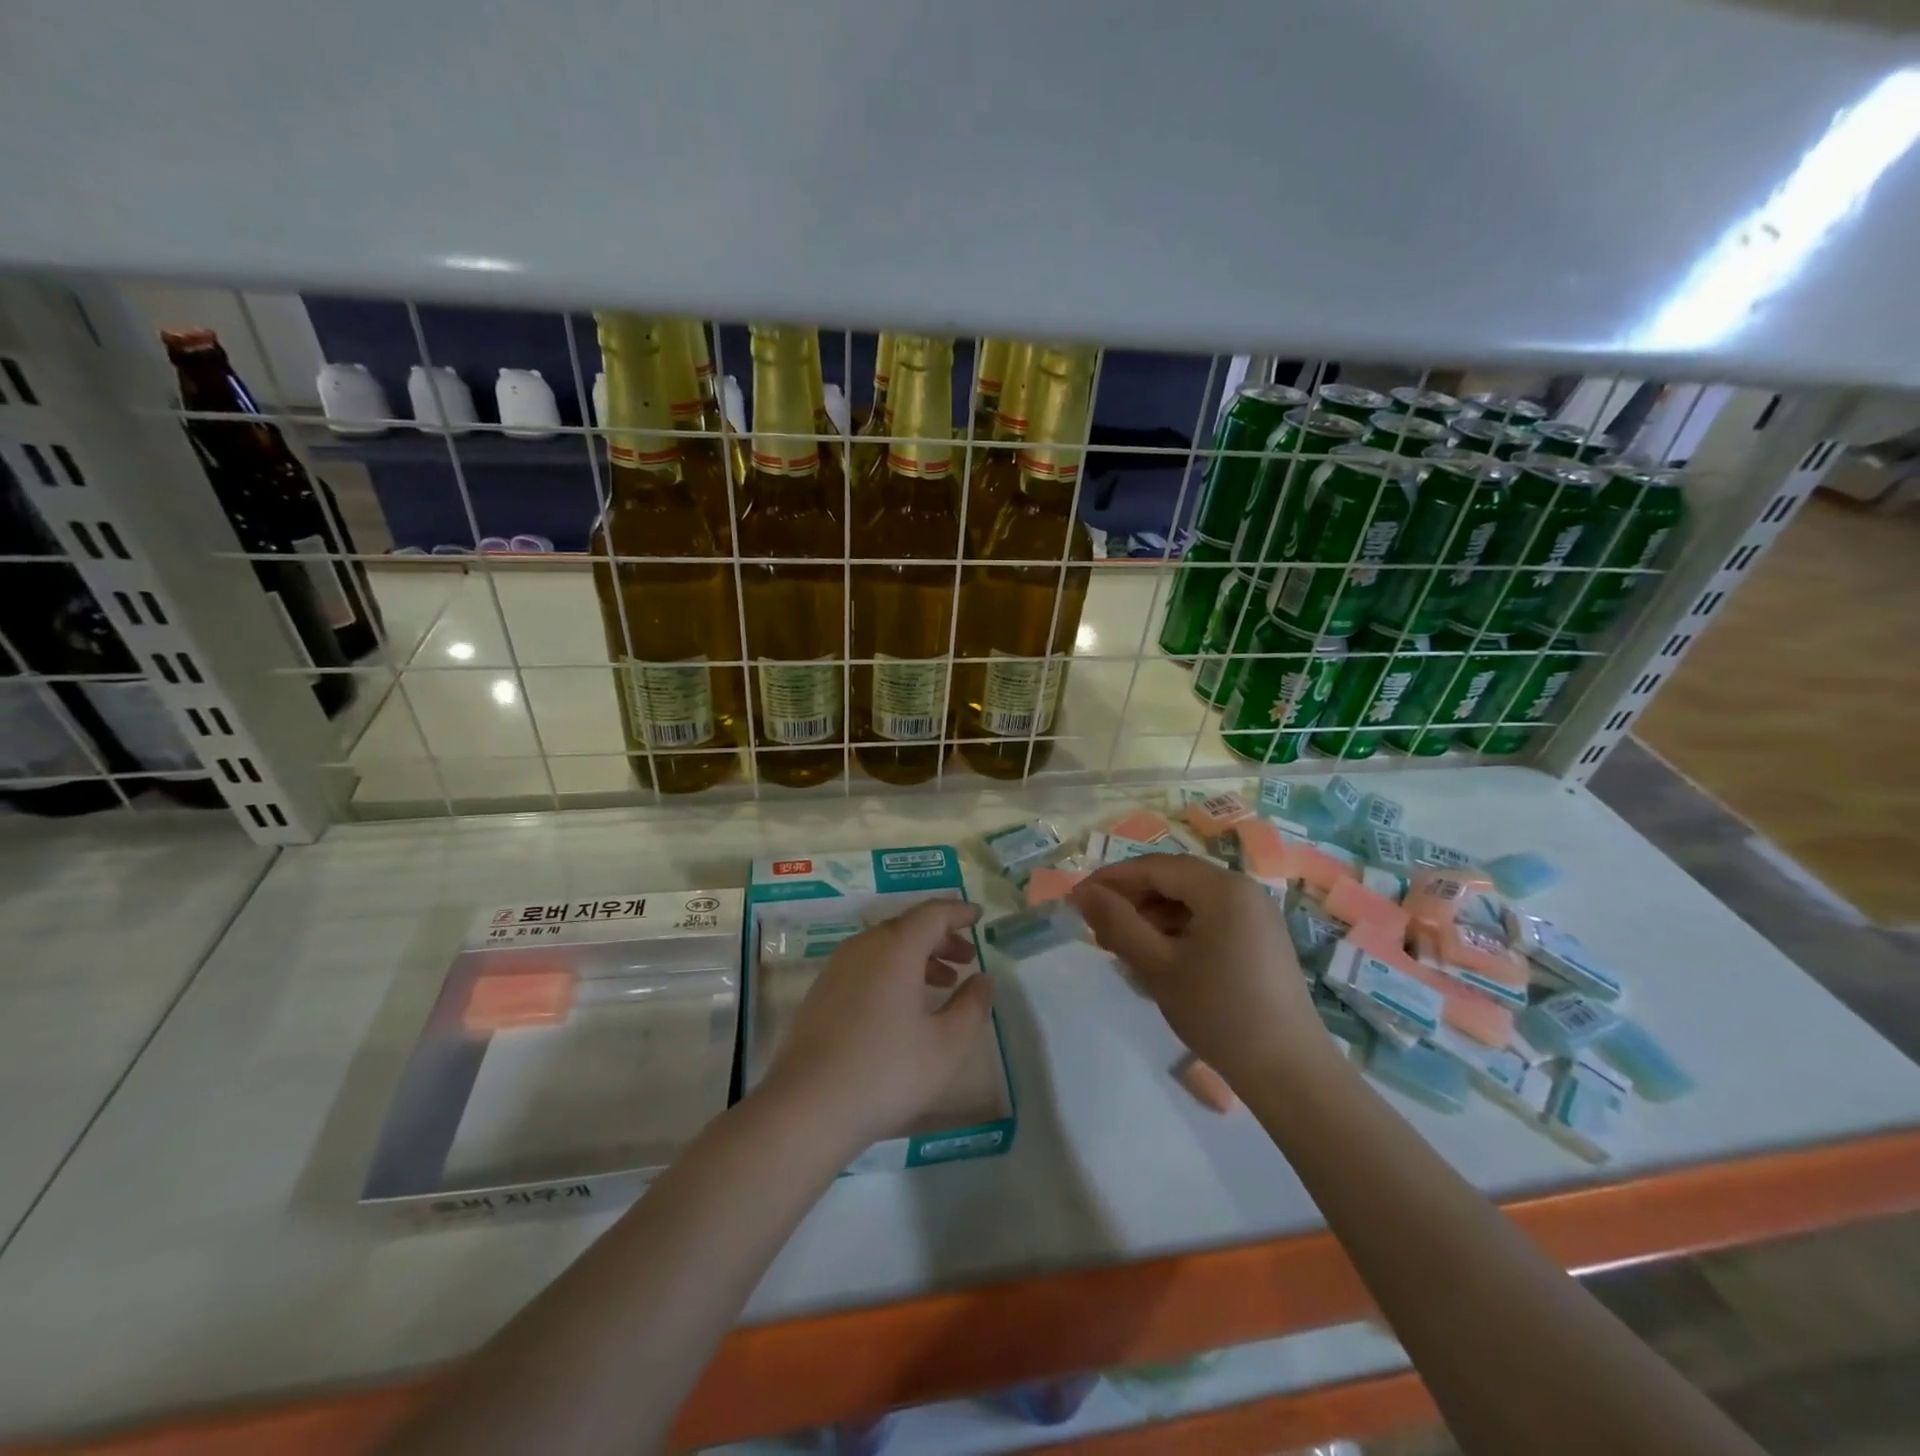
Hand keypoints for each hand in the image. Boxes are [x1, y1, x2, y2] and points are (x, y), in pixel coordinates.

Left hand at [759, 899, 993, 1147]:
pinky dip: (892, 970)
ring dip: (918, 956)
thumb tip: (983, 979)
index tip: (978, 916)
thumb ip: (971, 1006)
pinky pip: (866, 964)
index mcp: (896, 948)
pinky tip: (903, 1005)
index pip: (933, 913)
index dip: (959, 912)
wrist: (807, 1108)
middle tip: (967, 958)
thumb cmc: (886, 1072)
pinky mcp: (821, 992)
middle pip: (908, 926)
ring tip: (942, 983)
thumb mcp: (946, 1045)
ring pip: (885, 946)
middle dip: (941, 937)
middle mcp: (864, 946)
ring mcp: (837, 968)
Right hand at [1071, 855, 1325, 1085]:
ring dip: (1153, 915)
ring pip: (1191, 900)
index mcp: (1222, 887)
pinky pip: (1210, 918)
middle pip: (1174, 879)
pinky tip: (1159, 958)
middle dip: (1132, 899)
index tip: (1077, 899)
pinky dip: (1178, 929)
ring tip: (1124, 947)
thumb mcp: (1158, 966)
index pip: (1154, 867)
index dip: (1111, 879)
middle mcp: (1243, 889)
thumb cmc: (1219, 1012)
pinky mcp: (1261, 939)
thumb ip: (1117, 923)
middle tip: (1098, 929)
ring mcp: (1257, 914)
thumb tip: (1082, 893)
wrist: (1289, 1072)